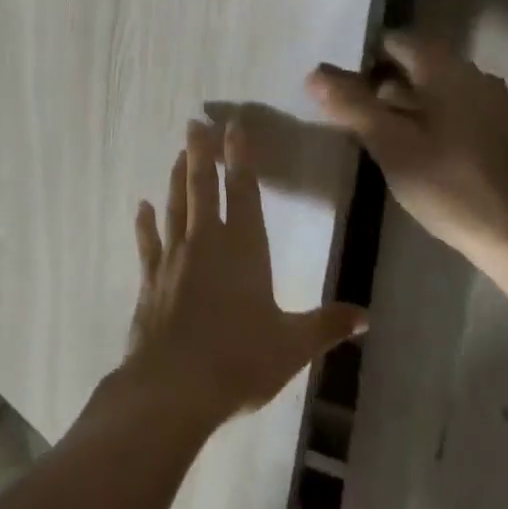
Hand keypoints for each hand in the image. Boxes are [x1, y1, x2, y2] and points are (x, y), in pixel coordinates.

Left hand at [121, 120, 368, 428]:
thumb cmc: (240, 360)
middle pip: (203, 188)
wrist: (174, 385)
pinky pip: (148, 241)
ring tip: (178, 153)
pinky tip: (142, 206)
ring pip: (175, 206)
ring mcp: (174, 258)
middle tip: (195, 123)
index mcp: (244, 250)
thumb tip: (366, 316)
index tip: (234, 126)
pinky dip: (145, 222)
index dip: (240, 158)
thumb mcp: (293, 345)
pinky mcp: (150, 278)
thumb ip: (326, 325)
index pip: (243, 192)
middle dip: (201, 153)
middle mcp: (206, 243)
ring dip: (177, 178)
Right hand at [308, 32, 507, 273]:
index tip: (338, 87)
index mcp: (448, 71)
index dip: (362, 58)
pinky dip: (421, 121)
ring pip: (430, 90)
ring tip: (370, 134)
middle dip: (377, 84)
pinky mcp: (495, 133)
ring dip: (398, 105)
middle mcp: (472, 77)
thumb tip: (314, 72)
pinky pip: (448, 111)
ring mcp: (489, 105)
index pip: (396, 41)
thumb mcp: (389, 144)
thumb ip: (350, 104)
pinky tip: (407, 151)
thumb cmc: (450, 185)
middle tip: (346, 114)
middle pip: (413, 65)